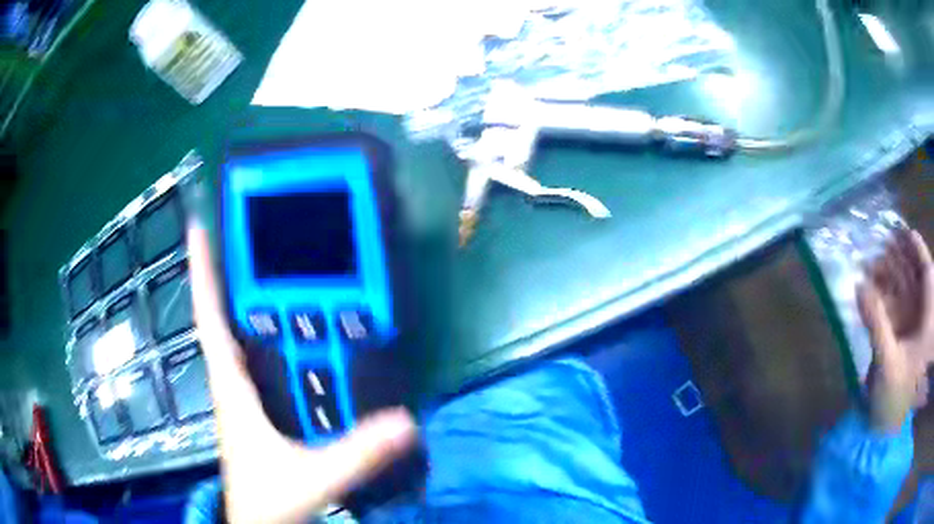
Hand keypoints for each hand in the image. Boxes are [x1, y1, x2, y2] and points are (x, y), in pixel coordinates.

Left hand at [187, 225, 416, 523]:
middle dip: (234, 274)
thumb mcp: (313, 478)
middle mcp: (233, 383)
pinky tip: (295, 333)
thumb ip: (357, 452)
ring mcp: (243, 397)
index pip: (210, 319)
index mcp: (232, 387)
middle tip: (255, 235)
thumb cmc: (269, 500)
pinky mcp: (257, 411)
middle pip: (227, 317)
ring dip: (254, 304)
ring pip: (244, 338)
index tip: (199, 228)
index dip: (202, 272)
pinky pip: (261, 362)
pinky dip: (271, 339)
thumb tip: (406, 421)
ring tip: (275, 268)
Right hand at [859, 229, 932, 433]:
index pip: (927, 271)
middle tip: (884, 242)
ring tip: (876, 262)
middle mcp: (924, 319)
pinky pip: (900, 312)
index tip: (902, 229)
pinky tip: (876, 292)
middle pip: (916, 278)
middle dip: (901, 259)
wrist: (888, 436)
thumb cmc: (895, 400)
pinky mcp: (905, 344)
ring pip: (908, 294)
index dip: (916, 248)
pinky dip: (889, 300)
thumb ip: (876, 322)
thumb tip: (859, 285)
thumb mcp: (887, 363)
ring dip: (893, 277)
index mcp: (928, 319)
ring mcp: (915, 332)